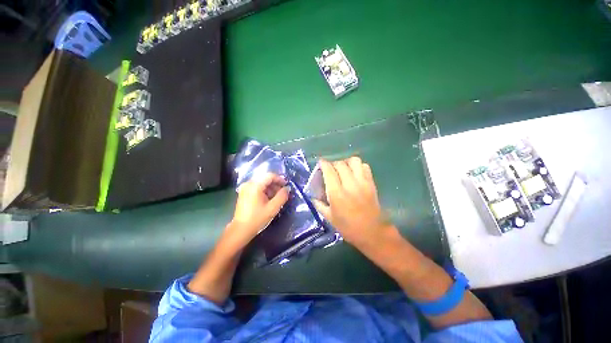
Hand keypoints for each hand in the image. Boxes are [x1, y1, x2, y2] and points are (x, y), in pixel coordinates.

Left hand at [228, 173, 289, 247]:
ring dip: (270, 188)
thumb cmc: (257, 218)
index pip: (270, 176)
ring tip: (277, 197)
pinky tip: (268, 199)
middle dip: (275, 184)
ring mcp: (245, 188)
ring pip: (261, 183)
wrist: (241, 230)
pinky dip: (264, 190)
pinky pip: (256, 187)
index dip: (280, 179)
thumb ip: (282, 196)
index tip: (286, 185)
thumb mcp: (273, 208)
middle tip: (283, 192)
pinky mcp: (244, 193)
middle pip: (265, 178)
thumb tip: (287, 188)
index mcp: (255, 185)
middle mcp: (248, 184)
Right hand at [313, 158, 393, 247]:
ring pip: (354, 161)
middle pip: (340, 164)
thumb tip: (313, 195)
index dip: (323, 164)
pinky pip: (365, 167)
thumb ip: (319, 204)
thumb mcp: (329, 218)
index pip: (329, 171)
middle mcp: (349, 184)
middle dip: (333, 164)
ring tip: (343, 169)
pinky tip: (355, 173)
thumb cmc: (348, 227)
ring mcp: (362, 183)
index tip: (321, 163)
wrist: (372, 233)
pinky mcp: (371, 183)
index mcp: (337, 193)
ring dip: (346, 162)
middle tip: (331, 169)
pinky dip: (358, 166)